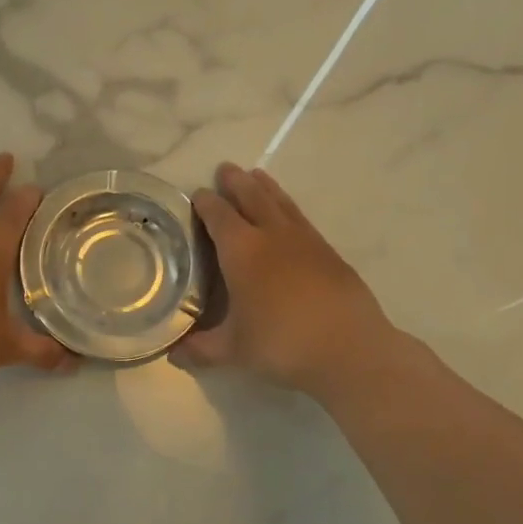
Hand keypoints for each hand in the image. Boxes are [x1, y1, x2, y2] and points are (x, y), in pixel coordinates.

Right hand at [173, 162, 404, 399]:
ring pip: (281, 203)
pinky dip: (289, 208)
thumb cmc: (282, 344)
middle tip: (226, 169)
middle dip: (236, 183)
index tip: (198, 194)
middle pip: (251, 198)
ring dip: (266, 187)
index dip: (206, 203)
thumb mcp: (233, 351)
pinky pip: (302, 219)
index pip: (218, 216)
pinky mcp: (329, 253)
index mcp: (242, 251)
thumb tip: (173, 354)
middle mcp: (272, 236)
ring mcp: (305, 241)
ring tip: (257, 175)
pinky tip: (289, 215)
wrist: (350, 349)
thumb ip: (200, 349)